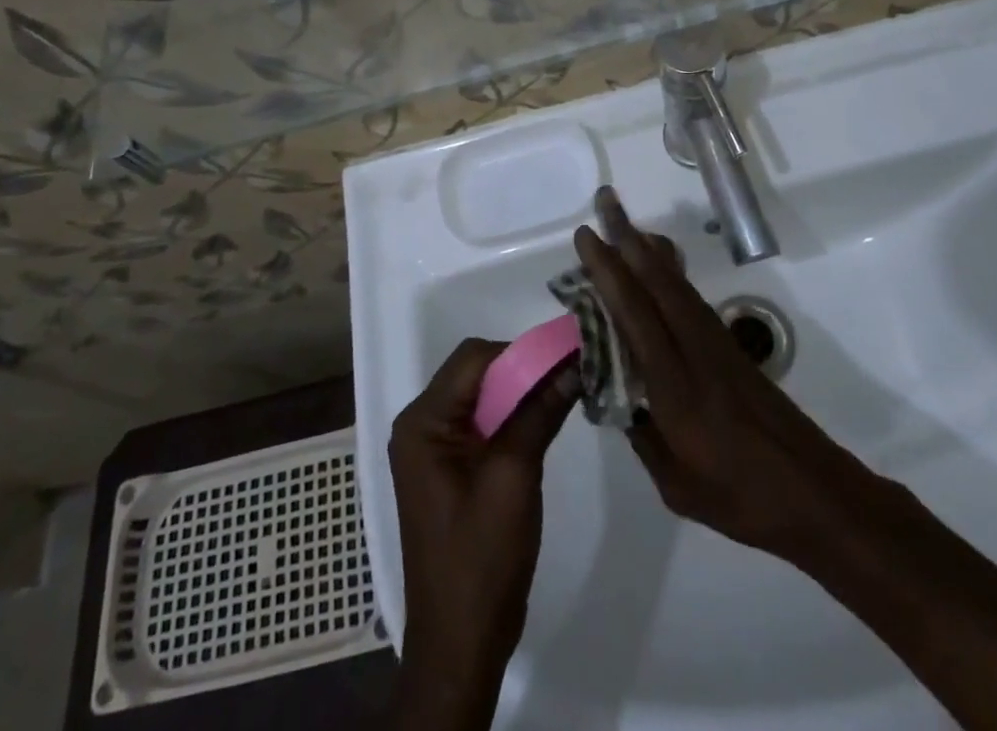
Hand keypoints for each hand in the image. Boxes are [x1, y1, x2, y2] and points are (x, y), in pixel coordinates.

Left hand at [388, 337, 577, 716]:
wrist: (461, 643)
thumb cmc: (481, 558)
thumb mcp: (514, 476)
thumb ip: (540, 412)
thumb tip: (574, 363)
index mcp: (423, 422)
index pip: (474, 358)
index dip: (521, 352)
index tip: (566, 356)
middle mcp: (422, 424)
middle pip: (477, 372)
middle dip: (524, 370)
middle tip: (570, 374)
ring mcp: (435, 448)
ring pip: (484, 395)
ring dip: (522, 391)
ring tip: (566, 391)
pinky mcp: (451, 467)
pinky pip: (484, 422)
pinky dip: (514, 416)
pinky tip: (546, 419)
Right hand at [575, 189, 896, 560]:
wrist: (815, 494)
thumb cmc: (741, 498)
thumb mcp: (676, 484)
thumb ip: (643, 435)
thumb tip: (617, 398)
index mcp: (675, 385)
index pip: (634, 313)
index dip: (608, 271)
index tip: (587, 237)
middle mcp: (695, 350)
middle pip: (657, 281)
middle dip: (627, 237)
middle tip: (605, 201)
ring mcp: (717, 344)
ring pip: (676, 284)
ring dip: (648, 249)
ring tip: (626, 223)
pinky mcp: (732, 349)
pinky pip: (691, 299)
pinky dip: (669, 273)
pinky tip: (660, 267)